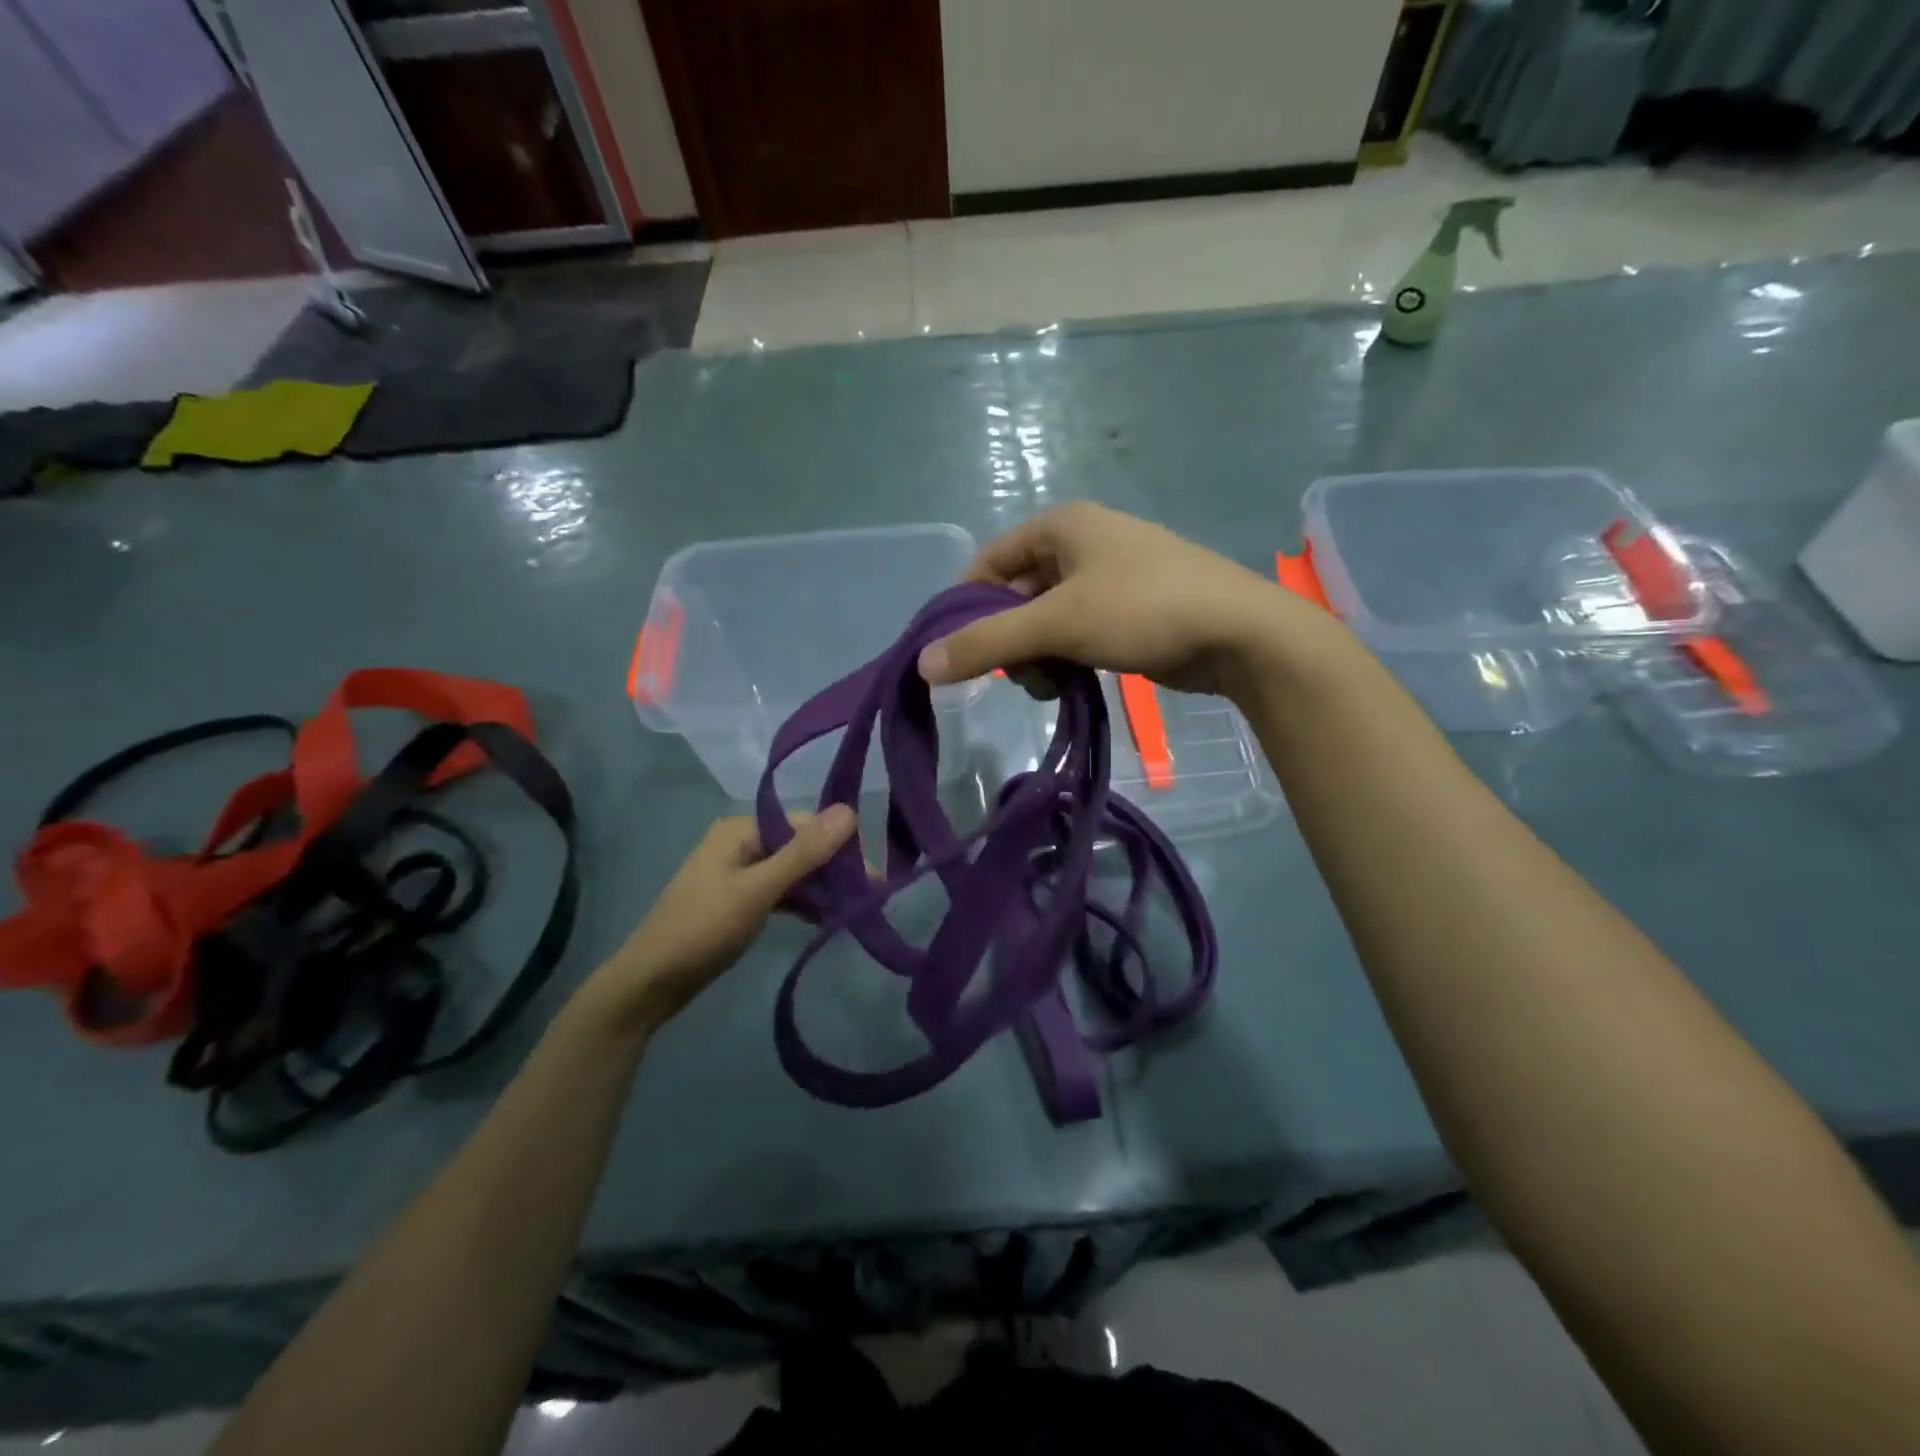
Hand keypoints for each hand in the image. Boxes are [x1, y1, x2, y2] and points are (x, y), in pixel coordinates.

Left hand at [577, 808, 857, 1036]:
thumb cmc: (703, 929)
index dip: (839, 845)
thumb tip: (849, 811)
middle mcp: (741, 843)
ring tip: (854, 909)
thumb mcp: (758, 890)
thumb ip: (804, 853)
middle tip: (869, 896)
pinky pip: (780, 893)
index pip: (803, 824)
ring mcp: (738, 873)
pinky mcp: (738, 901)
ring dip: (820, 889)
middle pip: (799, 848)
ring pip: (792, 873)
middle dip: (833, 870)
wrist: (649, 984)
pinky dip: (802, 903)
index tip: (872, 875)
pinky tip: (827, 918)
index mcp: (741, 830)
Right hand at [917, 502, 1323, 696]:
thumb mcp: (1058, 624)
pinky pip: (1076, 635)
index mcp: (1063, 526)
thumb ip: (987, 643)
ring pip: (1046, 621)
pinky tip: (1072, 685)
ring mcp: (1109, 579)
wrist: (1240, 633)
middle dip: (1009, 640)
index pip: (990, 562)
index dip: (967, 605)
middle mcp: (1083, 544)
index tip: (959, 651)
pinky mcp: (1129, 613)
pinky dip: (1066, 660)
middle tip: (1017, 675)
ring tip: (1051, 685)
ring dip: (1037, 657)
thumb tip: (922, 666)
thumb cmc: (1143, 609)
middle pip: (1017, 595)